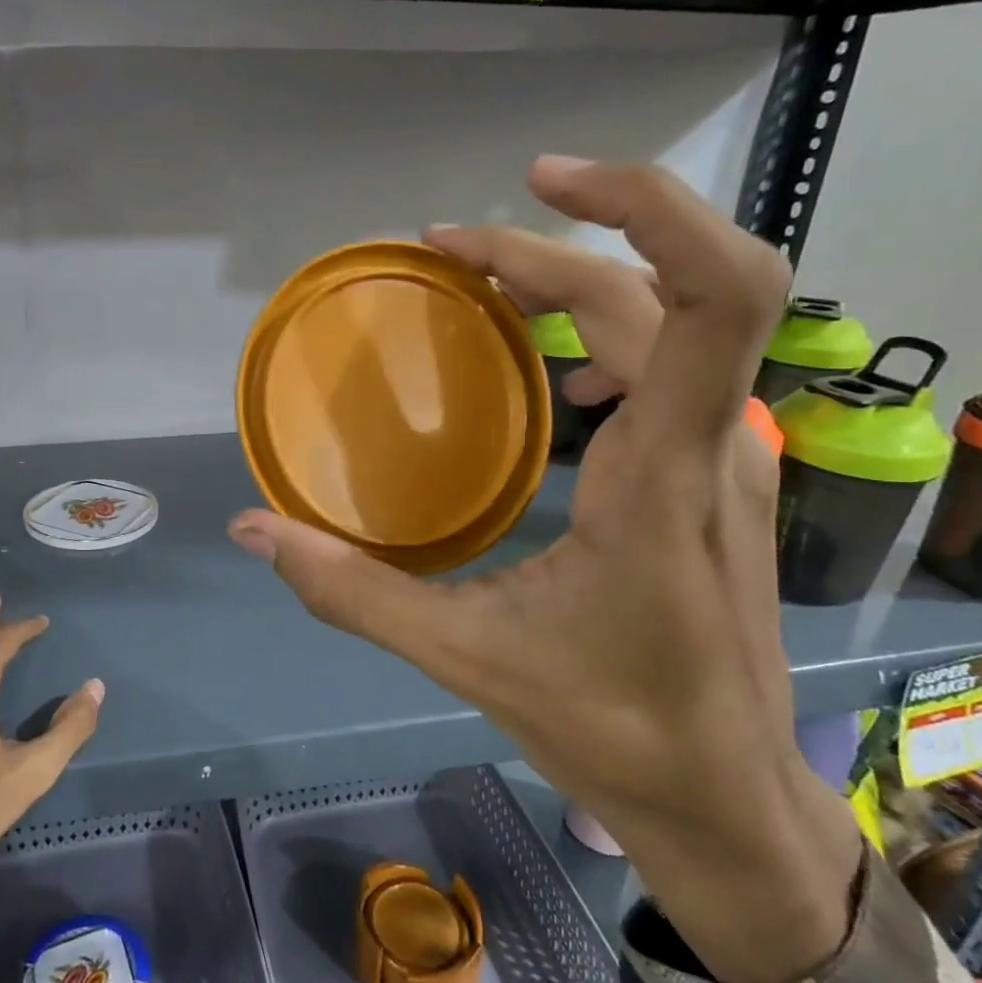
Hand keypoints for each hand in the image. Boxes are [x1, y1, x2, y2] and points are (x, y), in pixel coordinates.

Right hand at [229, 157, 862, 982]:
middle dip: (548, 249)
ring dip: (576, 282)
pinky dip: (602, 337)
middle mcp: (713, 443)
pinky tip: (548, 382)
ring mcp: (726, 457)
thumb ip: (353, 592)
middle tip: (444, 250)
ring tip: (483, 284)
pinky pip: (670, 369)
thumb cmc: (612, 729)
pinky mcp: (715, 477)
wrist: (726, 798)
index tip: (536, 184)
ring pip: (669, 323)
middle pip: (655, 292)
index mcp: (664, 474)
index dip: (642, 208)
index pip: (712, 295)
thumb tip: (255, 530)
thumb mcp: (466, 659)